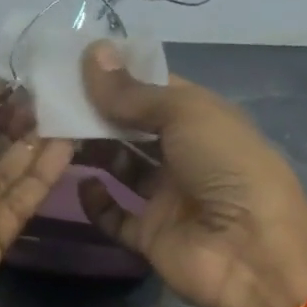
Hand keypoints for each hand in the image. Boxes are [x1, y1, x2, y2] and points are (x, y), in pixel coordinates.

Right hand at [75, 43, 306, 306]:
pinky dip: (97, 203)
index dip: (119, 76)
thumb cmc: (227, 167)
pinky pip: (116, 217)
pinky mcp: (151, 235)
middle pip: (133, 129)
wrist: (253, 253)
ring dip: (93, 151)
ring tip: (55, 135)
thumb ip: (134, 92)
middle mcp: (185, 155)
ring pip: (122, 168)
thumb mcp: (186, 114)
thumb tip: (92, 53)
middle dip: (98, 113)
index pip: (154, 90)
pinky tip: (82, 184)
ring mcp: (168, 198)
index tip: (74, 63)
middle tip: (53, 100)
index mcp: (202, 119)